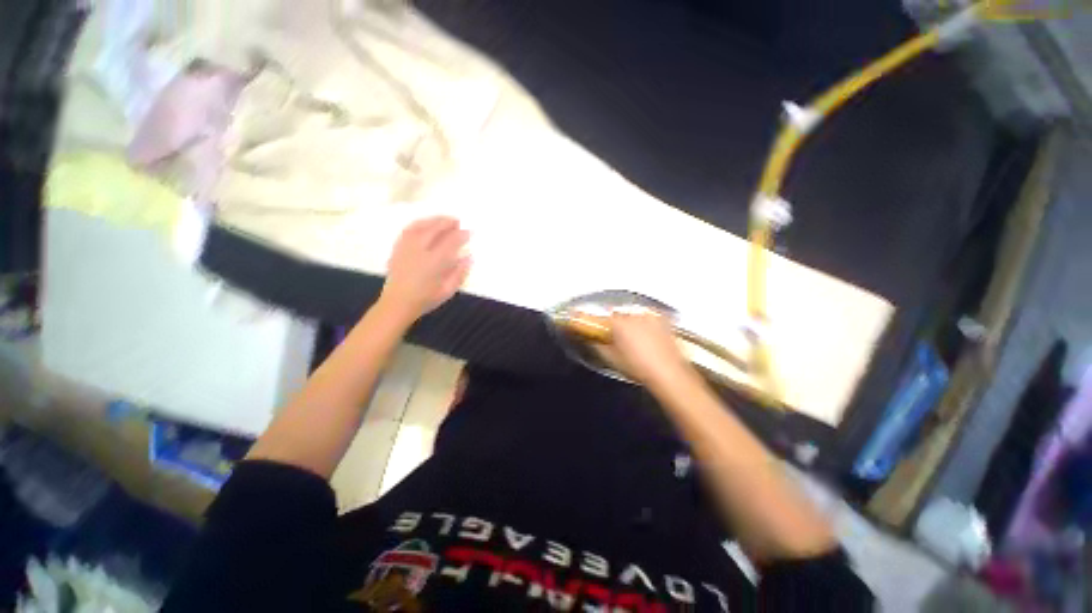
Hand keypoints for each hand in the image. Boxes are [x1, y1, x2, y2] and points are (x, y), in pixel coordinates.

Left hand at [379, 217, 470, 323]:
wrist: (398, 304)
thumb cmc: (426, 299)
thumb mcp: (448, 290)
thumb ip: (460, 273)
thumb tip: (469, 257)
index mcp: (434, 262)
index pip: (450, 242)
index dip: (461, 235)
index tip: (469, 232)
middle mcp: (420, 251)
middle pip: (435, 230)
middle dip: (447, 223)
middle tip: (458, 221)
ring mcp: (406, 248)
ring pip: (420, 227)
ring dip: (433, 220)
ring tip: (443, 219)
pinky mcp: (398, 249)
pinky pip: (408, 230)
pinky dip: (418, 224)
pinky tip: (424, 224)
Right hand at [600, 310, 691, 386]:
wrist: (668, 373)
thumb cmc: (637, 367)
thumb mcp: (612, 359)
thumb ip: (598, 346)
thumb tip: (593, 340)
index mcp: (618, 323)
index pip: (604, 318)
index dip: (603, 327)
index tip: (603, 334)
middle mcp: (633, 315)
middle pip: (621, 316)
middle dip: (619, 326)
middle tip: (621, 341)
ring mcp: (650, 317)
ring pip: (636, 317)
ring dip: (634, 325)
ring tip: (638, 342)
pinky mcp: (664, 321)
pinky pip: (650, 320)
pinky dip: (648, 326)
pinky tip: (650, 340)